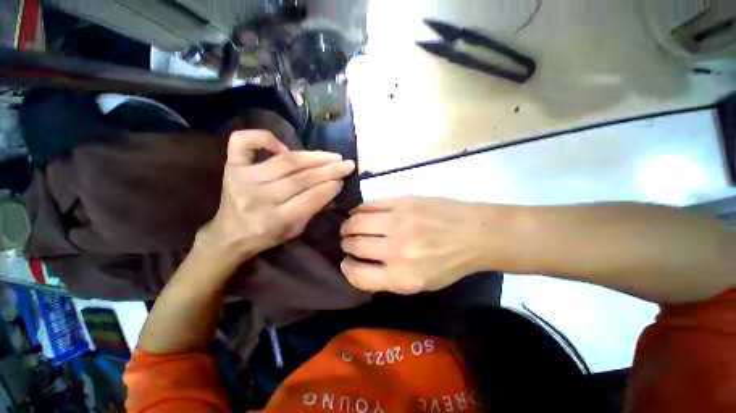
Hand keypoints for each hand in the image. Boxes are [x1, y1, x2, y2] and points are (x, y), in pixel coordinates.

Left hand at [197, 130, 354, 268]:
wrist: (229, 234)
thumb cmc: (266, 235)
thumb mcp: (295, 230)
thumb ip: (313, 209)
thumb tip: (334, 186)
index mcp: (274, 220)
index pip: (309, 198)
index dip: (329, 188)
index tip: (343, 180)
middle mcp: (258, 197)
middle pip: (301, 178)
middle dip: (329, 170)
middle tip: (346, 164)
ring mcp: (243, 178)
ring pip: (286, 161)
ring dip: (313, 156)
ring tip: (333, 156)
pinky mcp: (232, 166)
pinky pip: (242, 141)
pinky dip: (264, 137)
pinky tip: (284, 147)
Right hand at [340, 196, 486, 293]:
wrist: (473, 233)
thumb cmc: (449, 263)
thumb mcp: (421, 284)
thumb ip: (389, 280)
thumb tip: (361, 267)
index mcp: (403, 277)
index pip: (358, 276)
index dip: (347, 268)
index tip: (346, 262)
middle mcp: (397, 250)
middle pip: (354, 245)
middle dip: (346, 244)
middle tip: (347, 242)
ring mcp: (399, 222)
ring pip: (356, 222)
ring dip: (347, 226)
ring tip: (348, 227)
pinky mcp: (402, 202)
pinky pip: (369, 205)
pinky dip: (358, 210)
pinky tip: (357, 213)